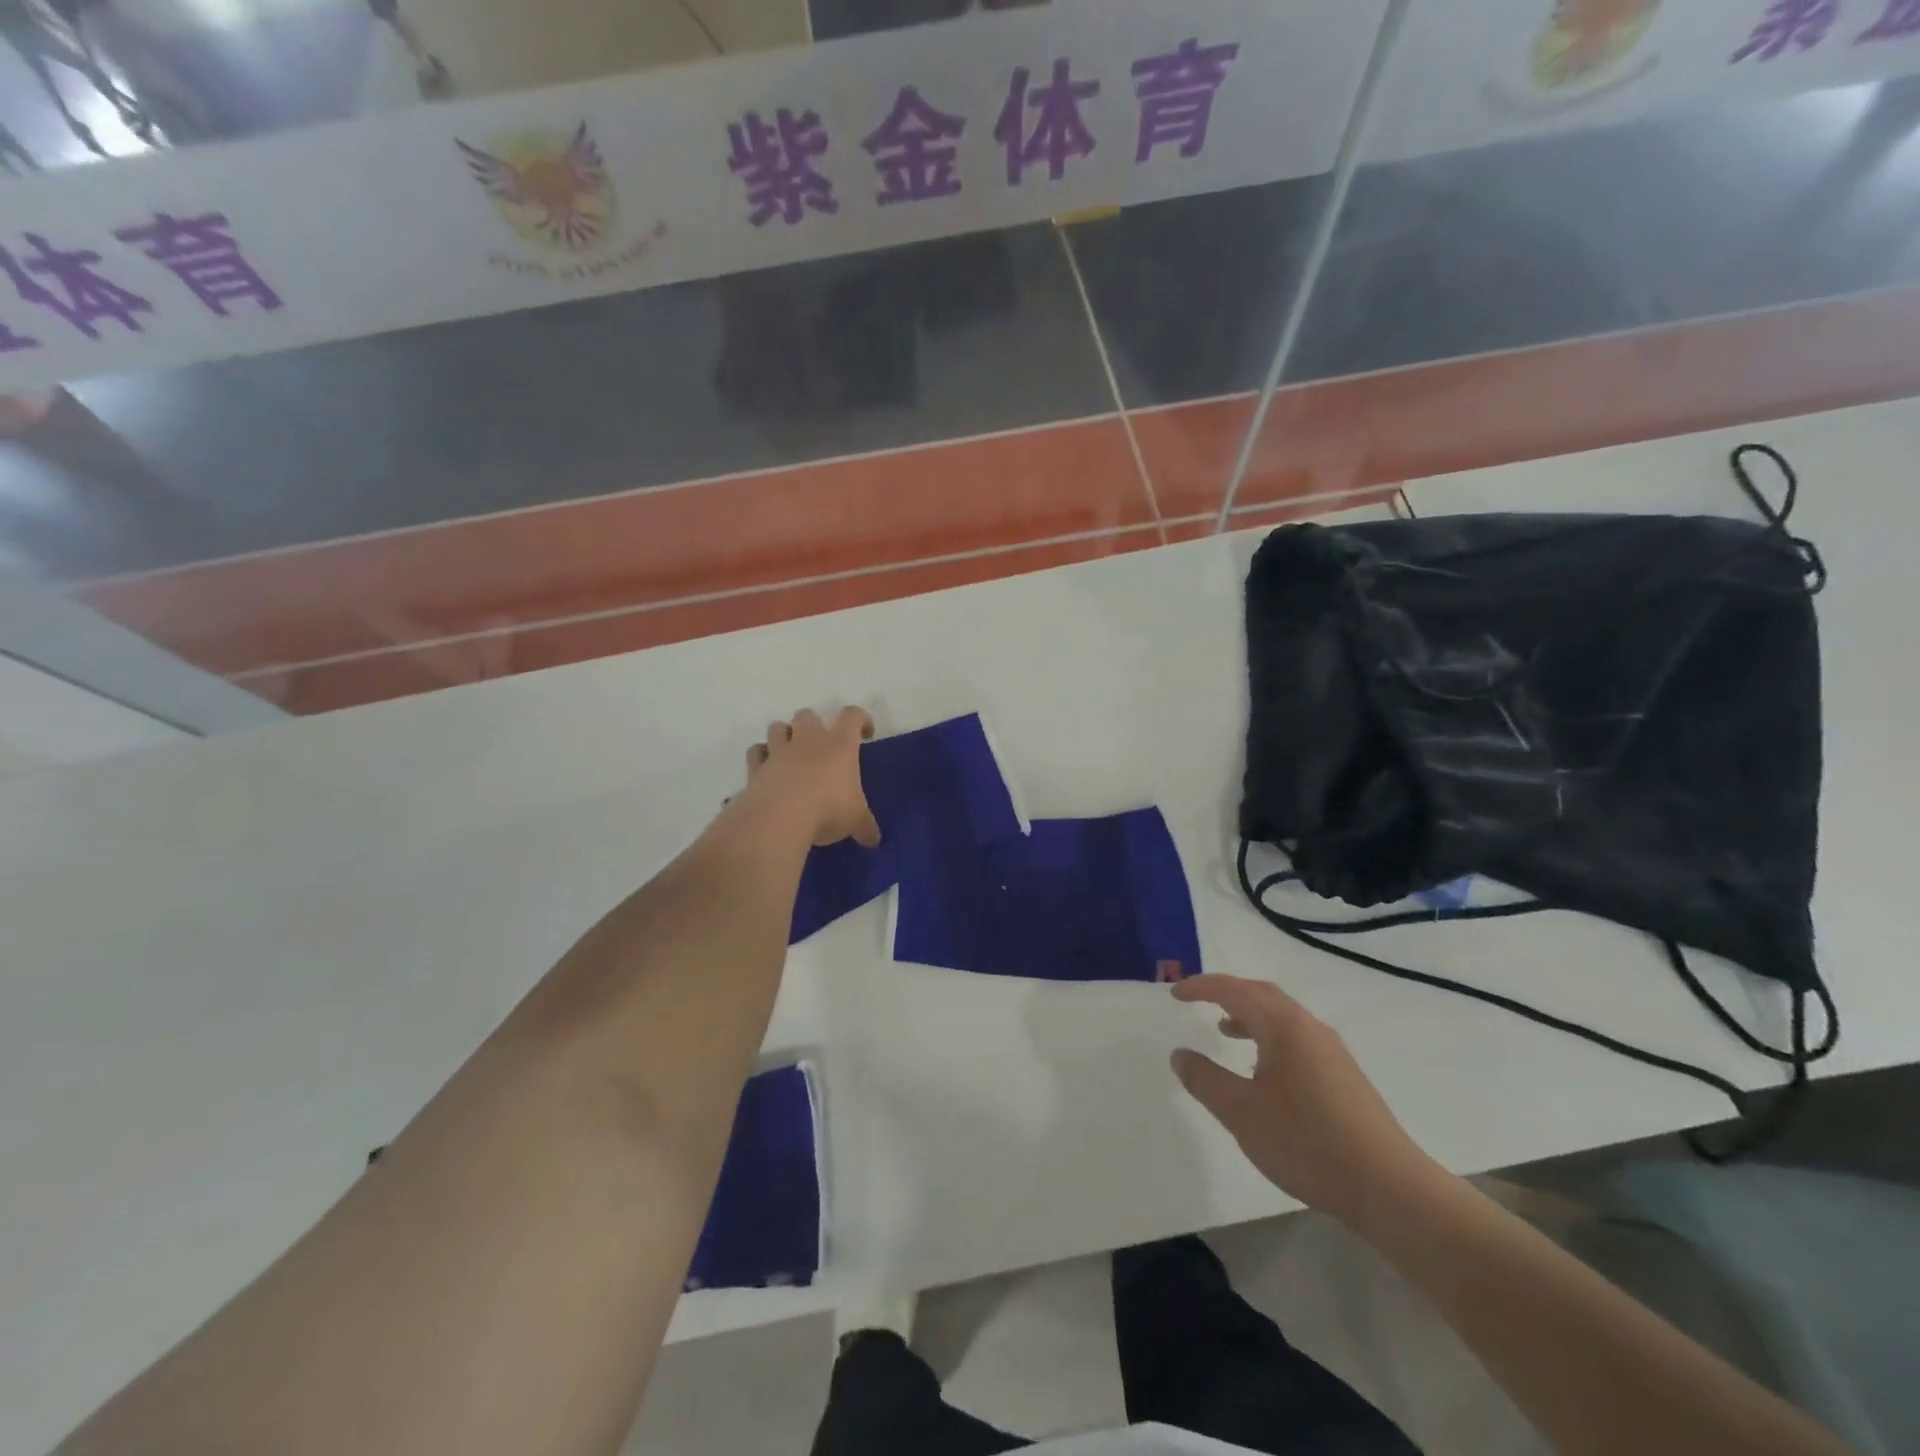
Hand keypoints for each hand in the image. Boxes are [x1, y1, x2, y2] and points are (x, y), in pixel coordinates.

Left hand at [742, 708, 880, 847]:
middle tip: (821, 748)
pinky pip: (756, 754)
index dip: (860, 719)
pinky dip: (760, 758)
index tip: (865, 734)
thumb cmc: (828, 810)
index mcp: (839, 744)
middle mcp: (808, 740)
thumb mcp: (855, 821)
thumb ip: (865, 826)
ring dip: (783, 736)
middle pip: (808, 715)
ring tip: (791, 755)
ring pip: (776, 727)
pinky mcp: (756, 768)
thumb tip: (874, 840)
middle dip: (814, 725)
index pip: (852, 716)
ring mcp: (778, 752)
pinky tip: (767, 771)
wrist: (779, 818)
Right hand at [1170, 975, 1438, 1229]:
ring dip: (1248, 1014)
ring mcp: (1331, 1050)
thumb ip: (1205, 1080)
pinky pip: (1295, 1036)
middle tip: (1197, 1000)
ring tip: (1224, 1031)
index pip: (1234, 990)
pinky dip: (1268, 1035)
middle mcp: (1308, 1027)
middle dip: (1226, 992)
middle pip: (1261, 993)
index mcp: (1283, 1026)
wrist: (1388, 1187)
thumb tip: (1180, 1054)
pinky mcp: (1343, 1073)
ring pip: (1281, 1015)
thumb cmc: (1307, 1143)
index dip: (1201, 987)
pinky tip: (1261, 1069)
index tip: (1174, 994)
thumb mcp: (1242, 1113)